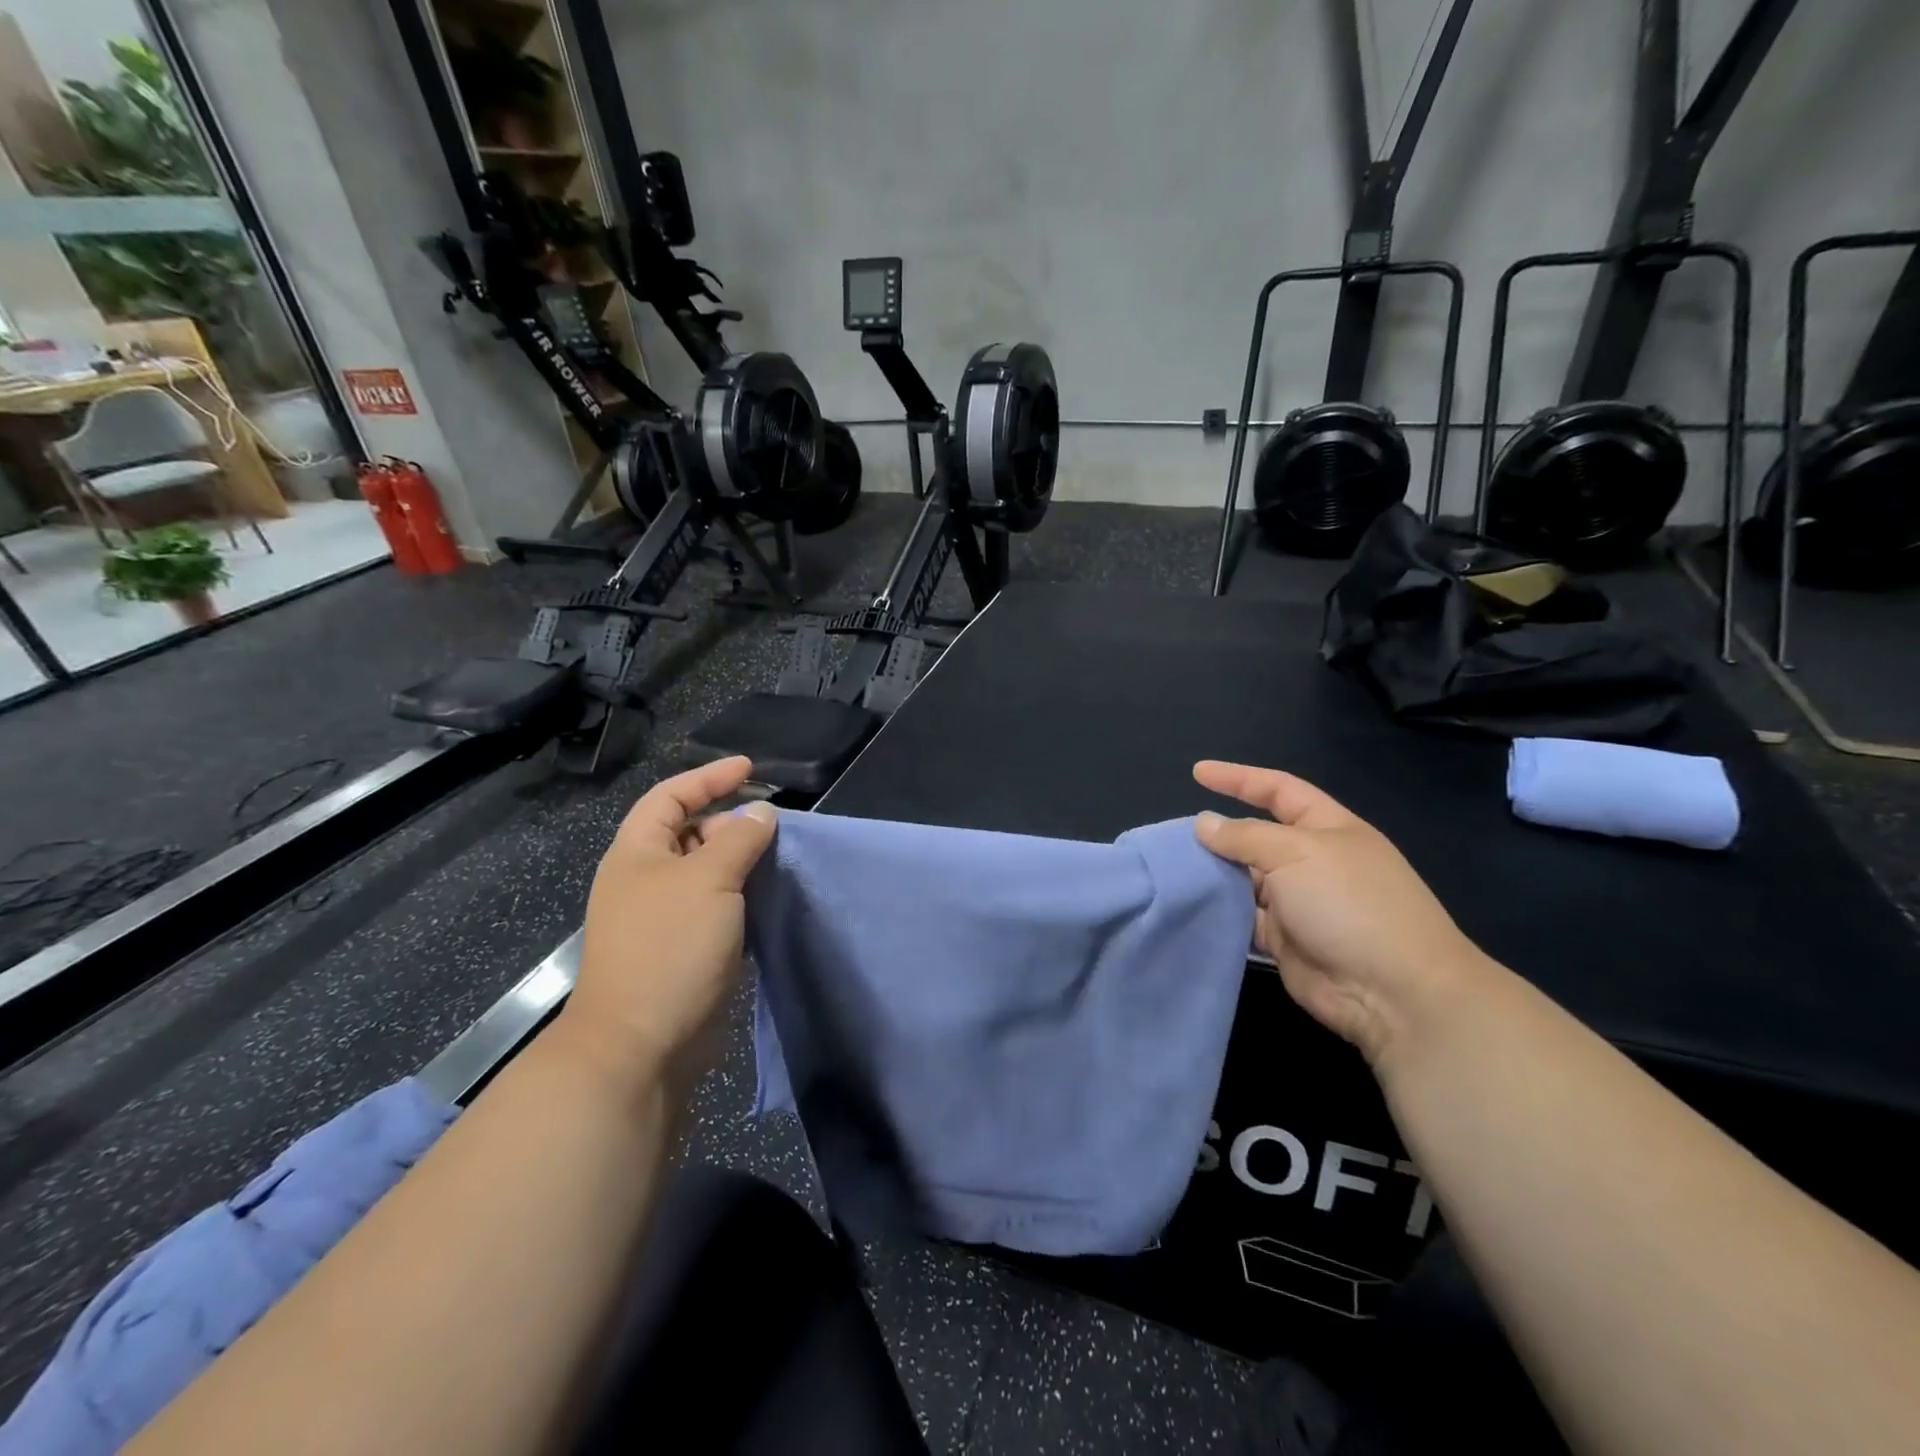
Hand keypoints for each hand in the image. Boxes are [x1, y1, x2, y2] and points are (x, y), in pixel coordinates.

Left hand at [558, 757, 776, 1100]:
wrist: (641, 1044)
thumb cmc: (670, 947)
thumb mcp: (709, 880)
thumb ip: (739, 839)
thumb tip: (761, 814)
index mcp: (637, 853)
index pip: (671, 797)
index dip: (709, 777)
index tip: (751, 769)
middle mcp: (646, 878)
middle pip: (689, 831)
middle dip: (729, 820)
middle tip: (772, 825)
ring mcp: (663, 916)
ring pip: (706, 871)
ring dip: (740, 860)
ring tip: (777, 857)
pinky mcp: (683, 948)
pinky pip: (716, 904)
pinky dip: (741, 894)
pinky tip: (767, 897)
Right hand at [1193, 761, 1490, 1067]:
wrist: (1392, 992)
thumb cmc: (1350, 904)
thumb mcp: (1296, 854)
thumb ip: (1244, 836)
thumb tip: (1204, 823)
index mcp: (1328, 829)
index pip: (1278, 790)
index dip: (1239, 778)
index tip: (1197, 773)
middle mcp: (1313, 861)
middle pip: (1256, 837)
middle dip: (1219, 834)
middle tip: (1174, 839)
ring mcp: (1299, 902)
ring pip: (1245, 878)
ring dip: (1215, 875)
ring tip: (1173, 871)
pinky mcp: (1284, 940)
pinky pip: (1243, 917)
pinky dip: (1220, 911)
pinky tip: (1190, 905)